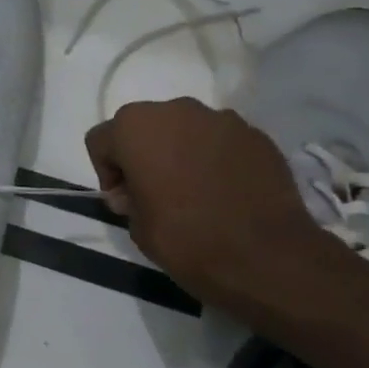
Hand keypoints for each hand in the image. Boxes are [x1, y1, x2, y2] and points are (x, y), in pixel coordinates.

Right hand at [85, 97, 339, 306]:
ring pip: (184, 129)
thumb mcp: (136, 225)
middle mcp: (176, 111)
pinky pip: (220, 141)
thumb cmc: (185, 238)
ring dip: (180, 151)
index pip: (102, 140)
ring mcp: (222, 120)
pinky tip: (224, 190)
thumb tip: (136, 191)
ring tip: (193, 189)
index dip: (107, 171)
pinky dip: (214, 158)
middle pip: (143, 126)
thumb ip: (128, 198)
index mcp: (135, 128)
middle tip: (153, 190)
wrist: (266, 256)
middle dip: (142, 153)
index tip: (123, 200)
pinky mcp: (257, 136)